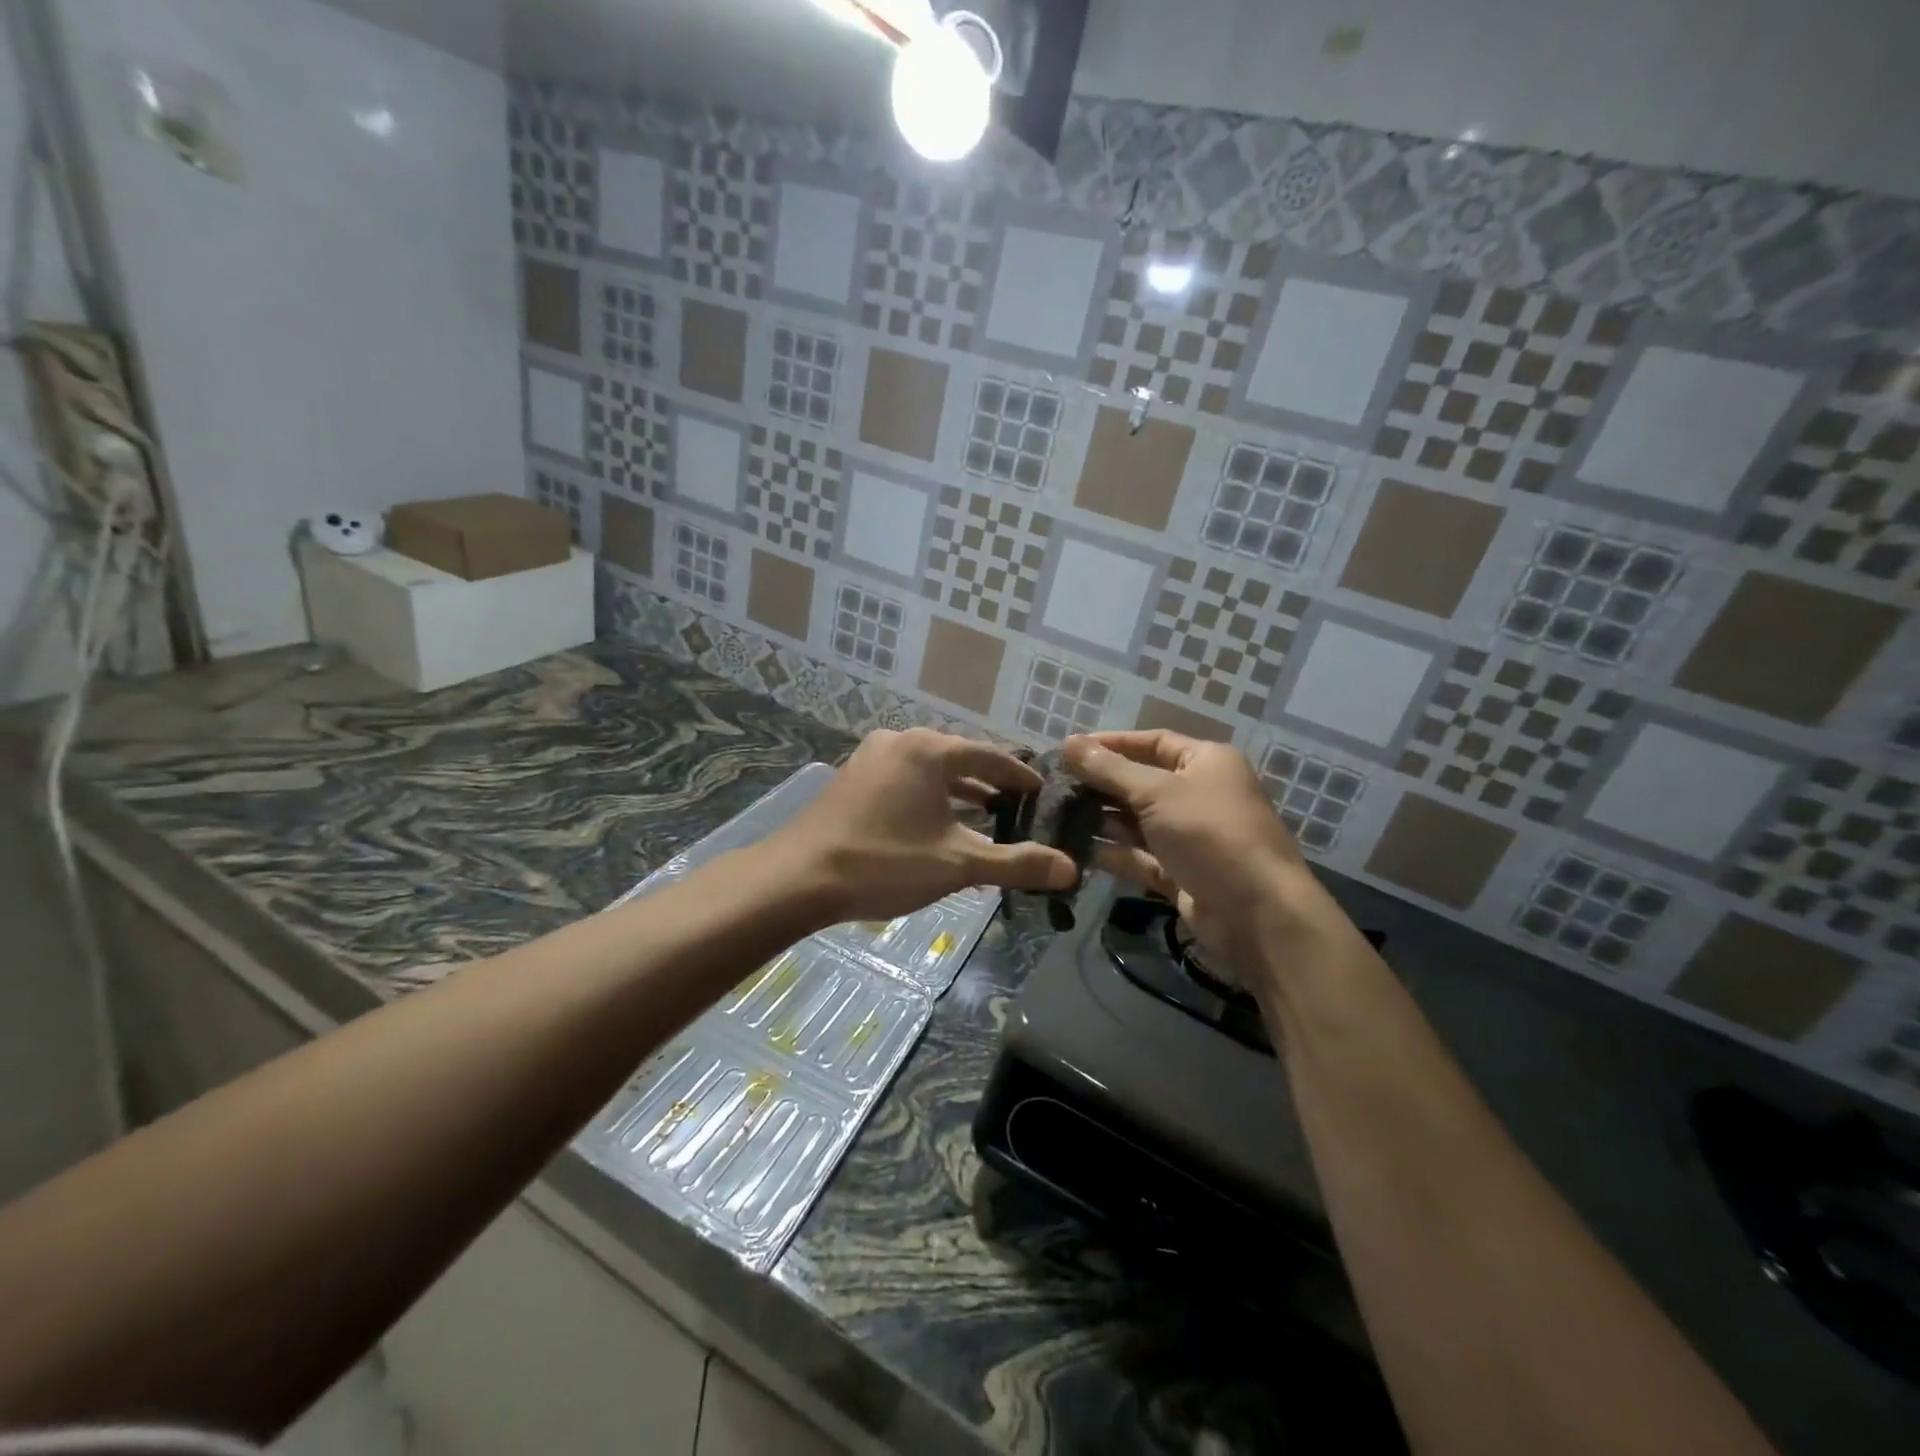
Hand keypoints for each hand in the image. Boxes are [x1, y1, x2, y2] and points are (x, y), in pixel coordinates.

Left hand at [771, 728, 1075, 924]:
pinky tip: (938, 825)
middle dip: (990, 784)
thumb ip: (1015, 863)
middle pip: (959, 758)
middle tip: (1020, 808)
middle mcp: (900, 741)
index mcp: (929, 749)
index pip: (990, 757)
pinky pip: (905, 780)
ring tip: (987, 816)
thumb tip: (1070, 868)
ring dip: (959, 792)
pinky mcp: (853, 778)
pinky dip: (929, 797)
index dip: (1021, 776)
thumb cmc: (883, 863)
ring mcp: (871, 758)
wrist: (797, 878)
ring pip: (930, 770)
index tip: (1043, 793)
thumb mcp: (956, 864)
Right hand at [1064, 730, 1315, 970]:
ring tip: (1058, 816)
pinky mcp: (1182, 874)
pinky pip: (1142, 857)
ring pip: (1139, 822)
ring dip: (1104, 820)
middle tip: (1056, 786)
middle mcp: (1200, 794)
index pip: (1153, 742)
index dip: (1112, 743)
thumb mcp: (1157, 792)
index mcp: (1206, 763)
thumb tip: (1069, 742)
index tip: (1071, 750)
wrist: (1257, 913)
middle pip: (1142, 782)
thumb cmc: (1210, 834)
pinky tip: (1080, 850)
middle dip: (1102, 784)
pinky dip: (1116, 853)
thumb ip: (1110, 769)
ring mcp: (1191, 837)